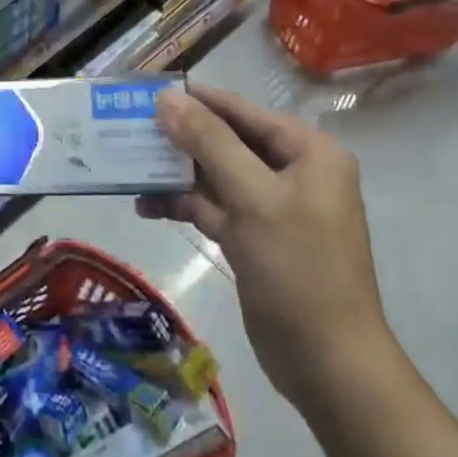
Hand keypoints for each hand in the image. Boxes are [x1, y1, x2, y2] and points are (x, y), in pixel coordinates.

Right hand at [139, 84, 399, 417]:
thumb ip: (209, 142)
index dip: (195, 99)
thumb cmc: (298, 269)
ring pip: (214, 175)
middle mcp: (293, 173)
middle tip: (129, 128)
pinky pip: (213, 207)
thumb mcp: (252, 197)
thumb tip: (168, 97)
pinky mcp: (255, 238)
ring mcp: (273, 208)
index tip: (146, 90)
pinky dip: (182, 204)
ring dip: (175, 173)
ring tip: (128, 168)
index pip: (242, 111)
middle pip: (226, 141)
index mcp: (308, 152)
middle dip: (179, 138)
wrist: (329, 366)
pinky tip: (146, 206)